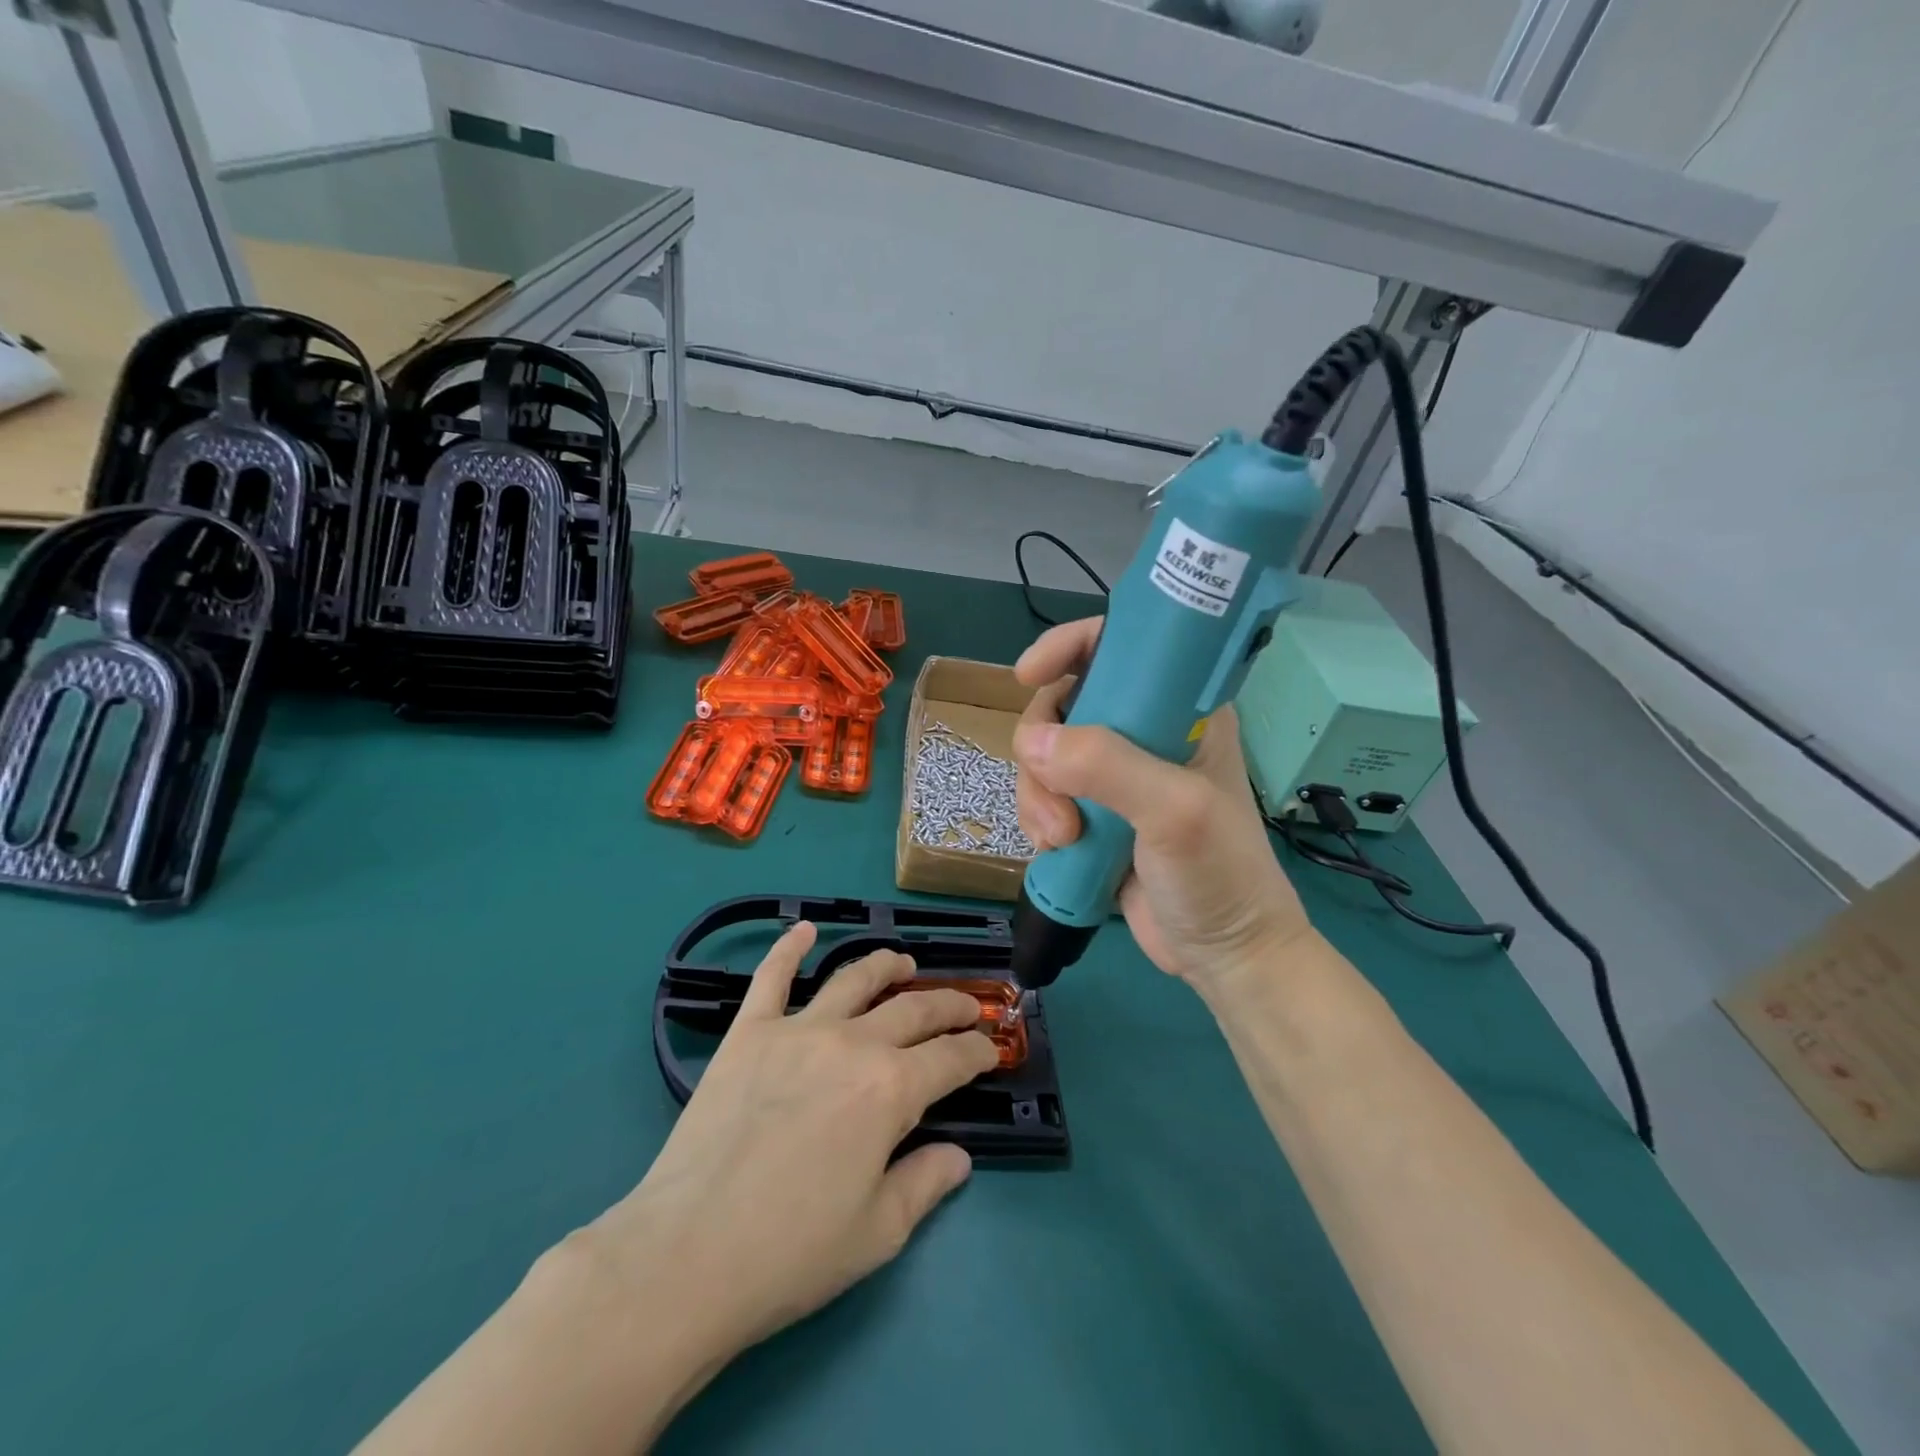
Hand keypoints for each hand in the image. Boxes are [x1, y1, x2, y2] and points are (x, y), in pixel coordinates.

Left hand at [593, 923, 998, 1359]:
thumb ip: (926, 1183)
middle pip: (912, 1010)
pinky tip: (803, 930)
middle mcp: (852, 1044)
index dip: (977, 1051)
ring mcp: (797, 1030)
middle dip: (948, 1005)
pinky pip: (772, 977)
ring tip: (904, 961)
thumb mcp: (878, 1231)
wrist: (688, 1254)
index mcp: (891, 1090)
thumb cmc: (792, 1252)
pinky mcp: (748, 1033)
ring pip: (854, 980)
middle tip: (965, 1006)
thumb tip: (960, 1155)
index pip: (950, 1059)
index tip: (990, 1050)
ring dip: (886, 965)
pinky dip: (789, 948)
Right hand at [1012, 616, 1313, 994]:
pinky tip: (1057, 850)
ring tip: (1062, 839)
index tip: (1028, 674)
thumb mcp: (1175, 811)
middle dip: (1043, 749)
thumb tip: (1033, 743)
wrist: (1224, 955)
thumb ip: (1108, 767)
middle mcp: (1142, 732)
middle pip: (1062, 706)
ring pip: (1043, 756)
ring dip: (1038, 796)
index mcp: (1179, 710)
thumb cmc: (1220, 873)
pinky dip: (1037, 819)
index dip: (1068, 647)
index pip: (1119, 647)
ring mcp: (1114, 777)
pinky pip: (1042, 796)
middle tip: (1058, 798)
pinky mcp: (1093, 816)